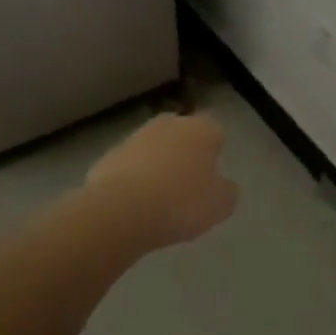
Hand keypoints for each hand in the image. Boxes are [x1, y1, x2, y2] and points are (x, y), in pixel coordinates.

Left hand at [87, 113, 236, 250]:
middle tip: (187, 187)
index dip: (215, 155)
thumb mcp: (221, 205)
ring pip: (154, 150)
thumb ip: (226, 191)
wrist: (120, 210)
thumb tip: (222, 185)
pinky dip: (133, 181)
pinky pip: (129, 167)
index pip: (215, 134)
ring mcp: (136, 138)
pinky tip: (134, 206)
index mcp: (201, 129)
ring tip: (159, 201)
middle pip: (182, 136)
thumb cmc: (181, 203)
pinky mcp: (109, 156)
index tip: (212, 178)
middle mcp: (169, 124)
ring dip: (157, 167)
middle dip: (185, 155)